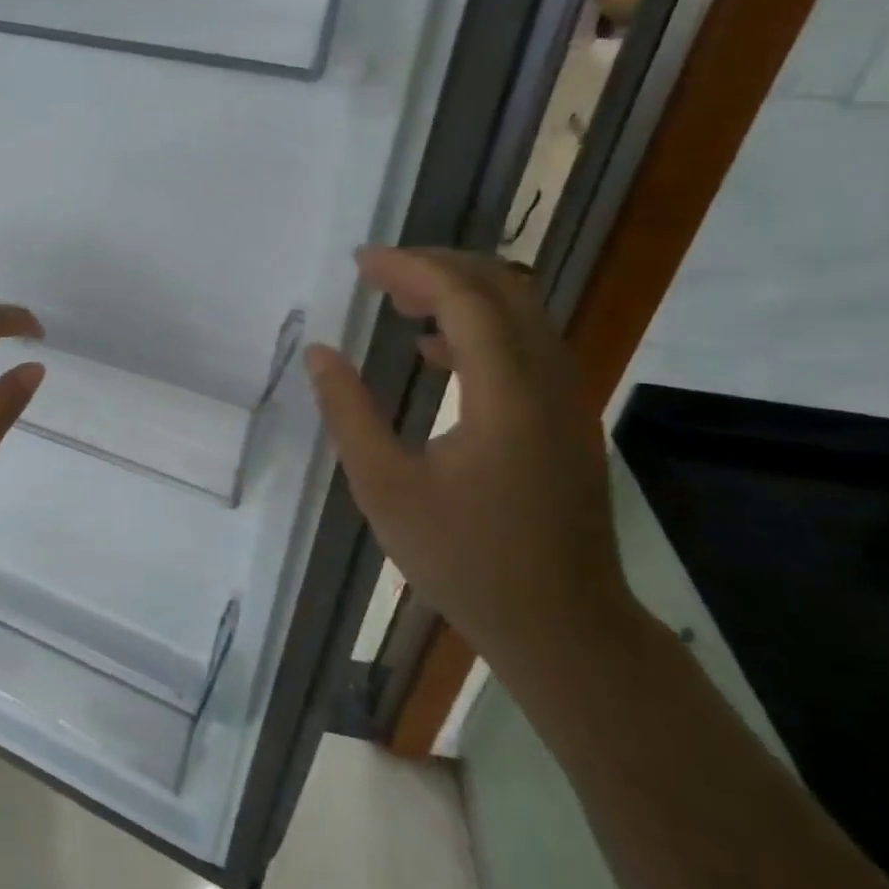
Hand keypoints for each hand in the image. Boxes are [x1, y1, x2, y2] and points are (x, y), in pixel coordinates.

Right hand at [304, 248, 634, 685]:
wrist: (562, 625)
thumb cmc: (466, 561)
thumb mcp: (386, 490)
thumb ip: (349, 414)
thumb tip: (321, 354)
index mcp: (506, 395)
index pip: (465, 299)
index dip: (411, 269)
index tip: (360, 262)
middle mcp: (549, 382)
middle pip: (504, 288)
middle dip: (439, 267)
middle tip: (379, 272)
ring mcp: (567, 399)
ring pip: (521, 313)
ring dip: (461, 293)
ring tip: (399, 301)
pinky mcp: (566, 419)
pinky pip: (525, 346)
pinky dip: (479, 328)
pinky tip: (433, 352)